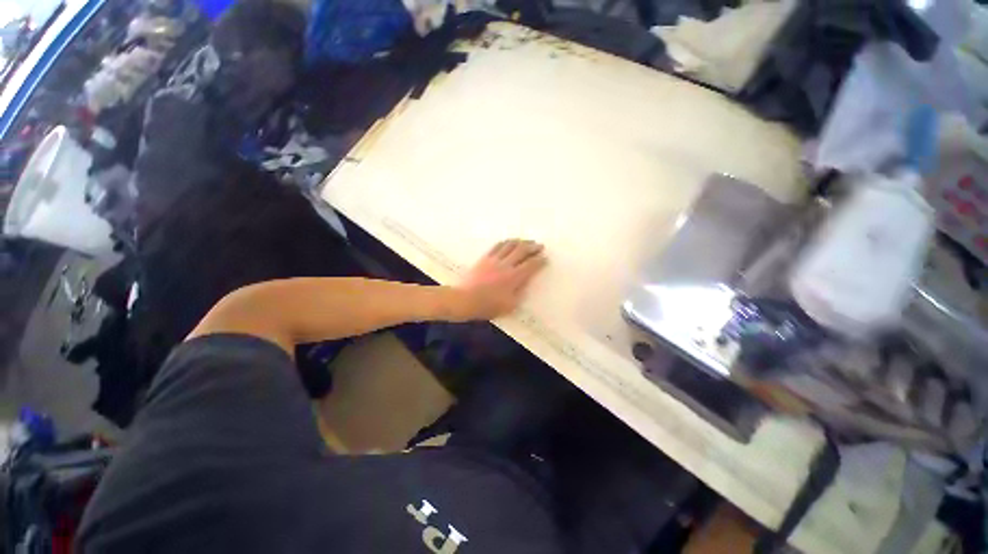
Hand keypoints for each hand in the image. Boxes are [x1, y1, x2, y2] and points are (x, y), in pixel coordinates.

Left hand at [455, 239, 546, 320]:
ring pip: (510, 245)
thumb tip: (526, 283)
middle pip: (522, 250)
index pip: (531, 265)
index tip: (545, 258)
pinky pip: (497, 246)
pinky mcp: (485, 258)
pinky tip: (509, 242)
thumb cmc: (489, 306)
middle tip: (539, 246)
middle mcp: (506, 265)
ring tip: (526, 241)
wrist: (465, 300)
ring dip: (520, 242)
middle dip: (533, 247)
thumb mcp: (510, 305)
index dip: (540, 260)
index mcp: (514, 277)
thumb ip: (520, 293)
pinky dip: (506, 242)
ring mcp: (494, 259)